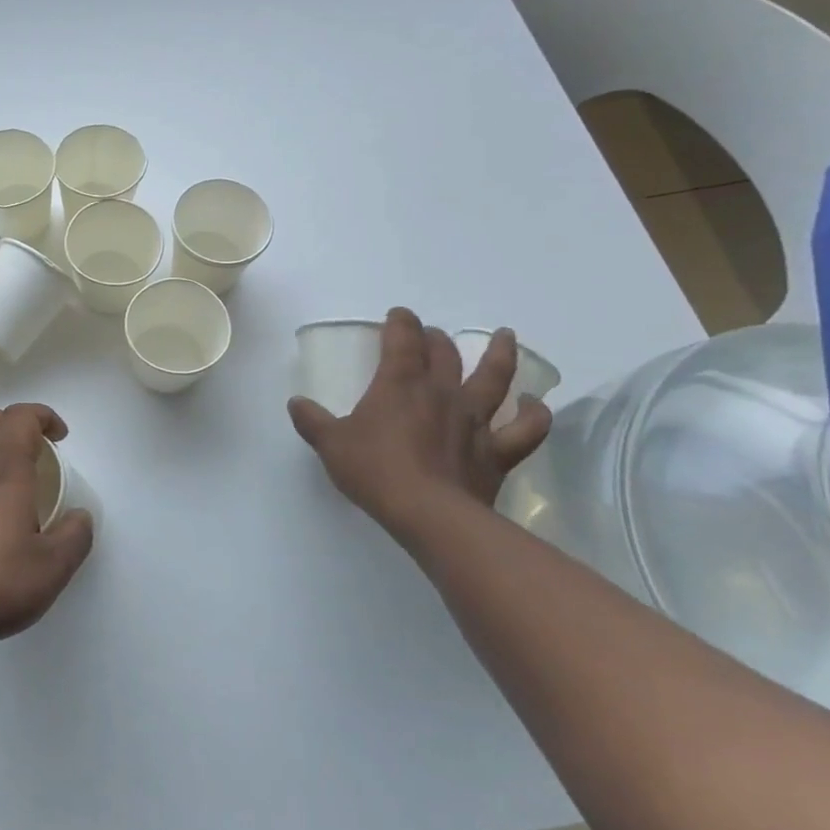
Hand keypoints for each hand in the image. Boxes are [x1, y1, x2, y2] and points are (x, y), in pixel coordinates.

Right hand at [287, 308, 551, 536]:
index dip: (400, 322)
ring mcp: (474, 420)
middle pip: (444, 353)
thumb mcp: (330, 445)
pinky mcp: (497, 451)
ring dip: (500, 354)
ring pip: (494, 377)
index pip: (402, 339)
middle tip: (430, 335)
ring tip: (505, 336)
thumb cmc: (375, 471)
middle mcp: (441, 392)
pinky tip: (534, 403)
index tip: (398, 315)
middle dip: (435, 338)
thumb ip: (312, 421)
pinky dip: (534, 413)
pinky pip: (525, 428)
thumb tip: (296, 403)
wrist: (429, 515)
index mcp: (399, 384)